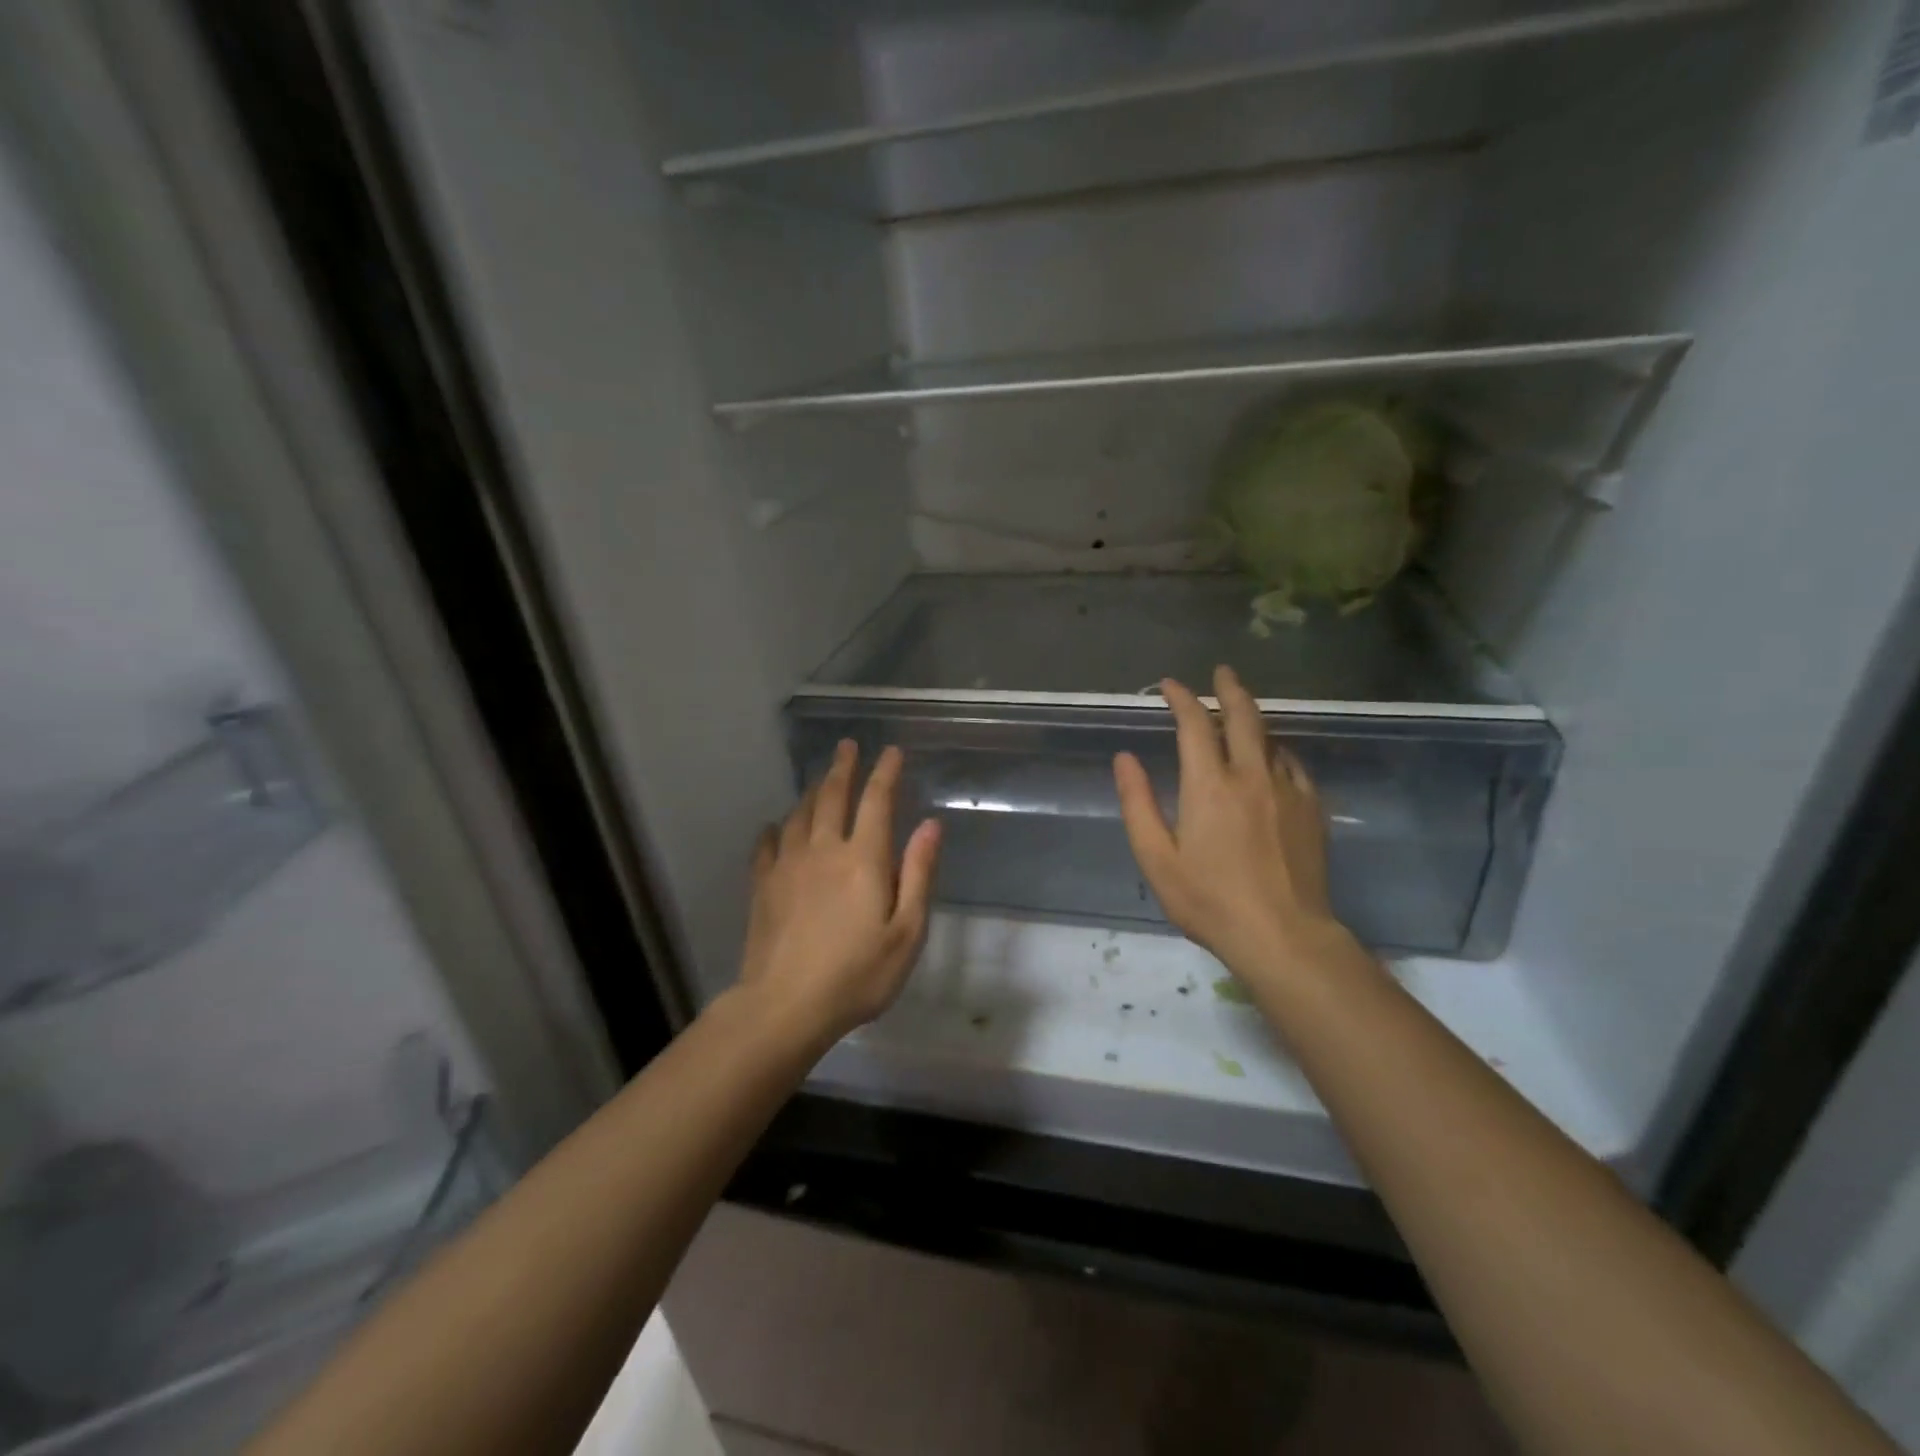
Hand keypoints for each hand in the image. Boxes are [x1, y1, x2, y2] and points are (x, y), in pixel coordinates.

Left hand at [736, 741, 941, 1045]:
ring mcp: (788, 865)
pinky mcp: (763, 885)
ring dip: (813, 791)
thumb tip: (930, 825)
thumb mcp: (907, 932)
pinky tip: (775, 827)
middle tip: (847, 745)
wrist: (785, 1006)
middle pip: (833, 796)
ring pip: (800, 814)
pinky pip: (767, 844)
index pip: (877, 801)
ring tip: (821, 780)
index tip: (892, 751)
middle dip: (843, 767)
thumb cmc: (858, 975)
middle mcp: (824, 850)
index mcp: (863, 858)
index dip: (885, 772)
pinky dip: (775, 829)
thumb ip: (918, 874)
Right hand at [1113, 666, 1355, 988]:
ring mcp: (1288, 790)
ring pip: (1272, 737)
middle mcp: (1251, 775)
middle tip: (1222, 671)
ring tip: (1242, 713)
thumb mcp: (1156, 858)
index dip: (1180, 697)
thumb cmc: (1209, 901)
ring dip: (1254, 718)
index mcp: (1209, 785)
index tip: (1169, 686)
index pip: (1194, 723)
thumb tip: (1125, 758)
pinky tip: (1273, 759)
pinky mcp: (1312, 809)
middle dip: (1229, 688)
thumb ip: (1138, 803)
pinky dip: (1277, 751)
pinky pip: (1293, 765)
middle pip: (1244, 716)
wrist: (1284, 936)